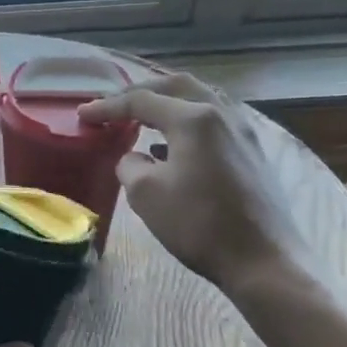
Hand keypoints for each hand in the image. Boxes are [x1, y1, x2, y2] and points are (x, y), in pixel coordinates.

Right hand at [80, 72, 317, 298]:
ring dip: (169, 103)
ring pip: (201, 99)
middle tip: (116, 104)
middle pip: (177, 86)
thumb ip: (130, 165)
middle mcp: (222, 114)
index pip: (142, 101)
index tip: (83, 115)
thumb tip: (136, 158)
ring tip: (144, 117)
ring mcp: (243, 132)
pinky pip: (214, 121)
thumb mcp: (146, 194)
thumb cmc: (199, 224)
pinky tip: (173, 145)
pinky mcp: (253, 152)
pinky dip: (187, 121)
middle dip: (142, 91)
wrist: (263, 260)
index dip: (108, 107)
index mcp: (194, 118)